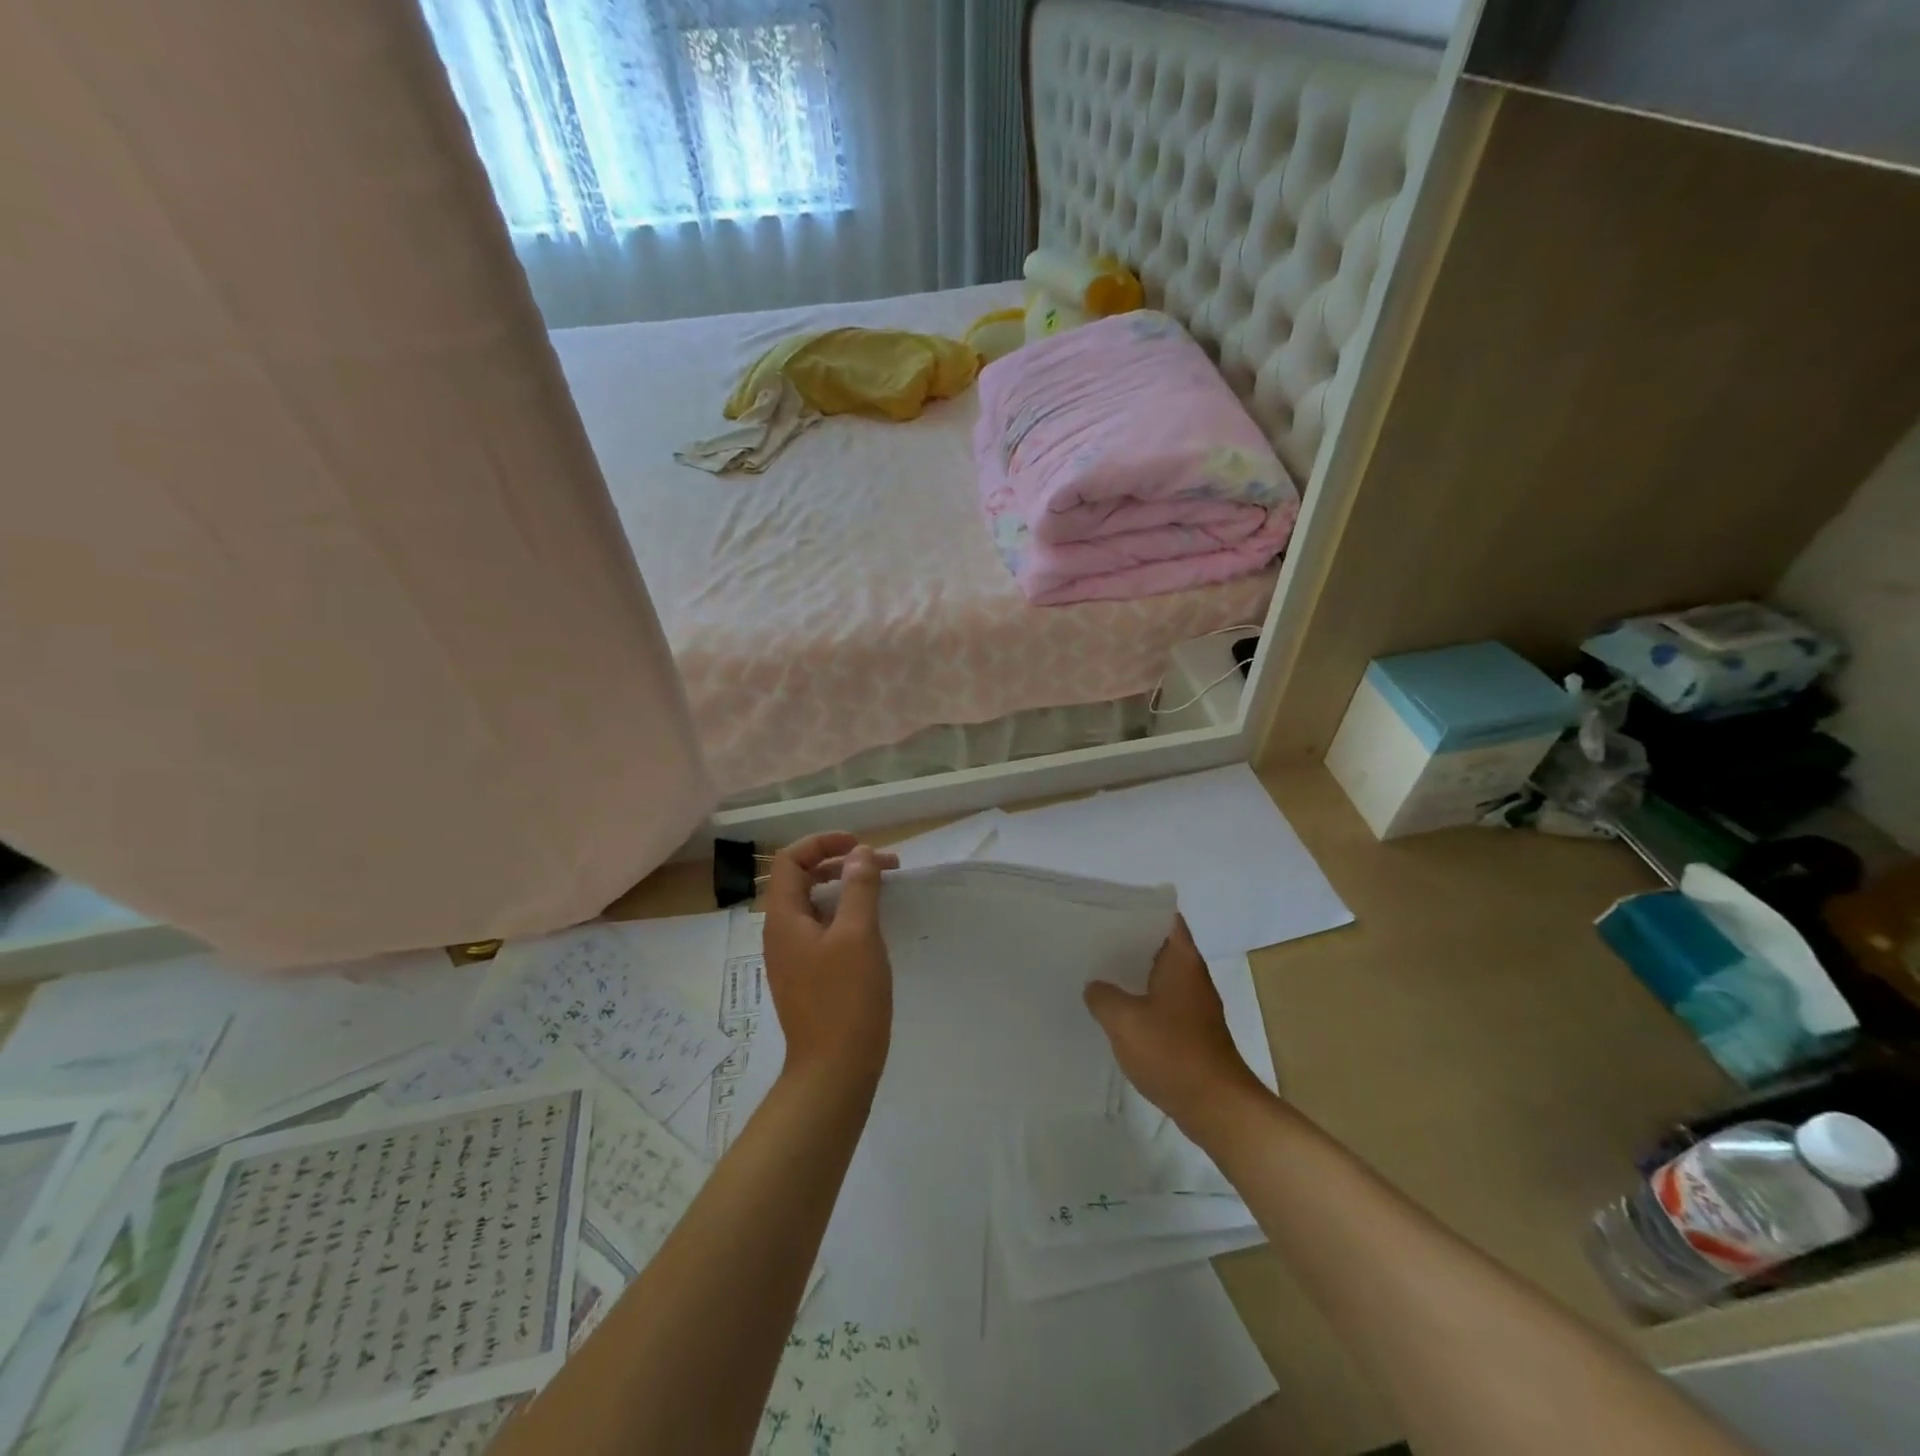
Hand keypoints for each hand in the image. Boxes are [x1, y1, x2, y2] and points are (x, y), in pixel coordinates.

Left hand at [762, 832, 897, 1097]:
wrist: (834, 1070)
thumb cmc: (846, 998)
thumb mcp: (858, 934)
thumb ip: (859, 887)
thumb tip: (860, 853)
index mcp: (783, 918)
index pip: (790, 860)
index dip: (822, 842)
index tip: (860, 845)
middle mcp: (780, 933)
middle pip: (802, 880)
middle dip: (841, 863)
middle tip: (883, 864)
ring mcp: (792, 958)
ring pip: (814, 906)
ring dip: (845, 889)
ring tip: (882, 889)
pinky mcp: (808, 977)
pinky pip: (822, 930)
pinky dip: (845, 915)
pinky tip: (871, 926)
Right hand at [1085, 916, 1270, 1137]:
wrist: (1217, 1106)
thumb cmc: (1172, 1052)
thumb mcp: (1124, 1020)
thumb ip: (1103, 996)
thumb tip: (1095, 987)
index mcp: (1182, 961)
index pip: (1165, 918)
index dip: (1139, 910)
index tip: (1108, 910)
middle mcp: (1192, 976)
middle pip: (1159, 946)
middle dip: (1129, 942)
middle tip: (1092, 939)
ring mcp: (1194, 1005)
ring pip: (1159, 976)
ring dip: (1133, 974)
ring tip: (1097, 972)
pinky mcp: (1191, 1031)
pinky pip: (1161, 1003)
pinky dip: (1141, 1001)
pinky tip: (1116, 1012)